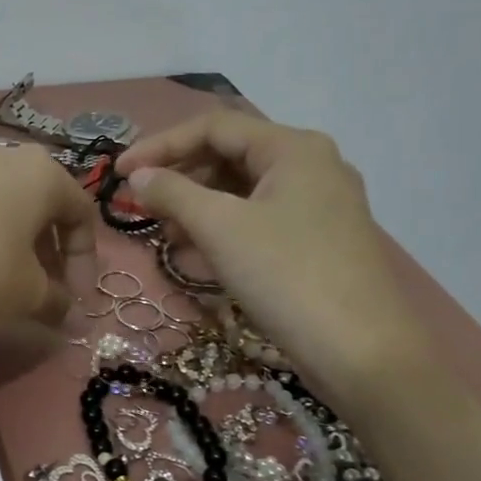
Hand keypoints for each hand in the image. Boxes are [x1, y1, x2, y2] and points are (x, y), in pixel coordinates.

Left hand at [0, 141, 96, 340]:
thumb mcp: (27, 296)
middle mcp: (0, 155)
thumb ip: (58, 302)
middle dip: (50, 253)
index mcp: (39, 170)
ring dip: (15, 244)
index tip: (76, 301)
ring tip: (8, 285)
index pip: (81, 213)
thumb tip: (71, 317)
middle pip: (40, 205)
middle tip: (46, 294)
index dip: (85, 262)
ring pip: (2, 205)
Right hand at [115, 111, 429, 407]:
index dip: (160, 145)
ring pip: (243, 191)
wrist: (362, 353)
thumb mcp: (220, 228)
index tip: (119, 172)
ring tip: (165, 235)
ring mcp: (319, 205)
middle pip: (230, 156)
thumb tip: (137, 176)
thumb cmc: (286, 275)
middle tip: (141, 206)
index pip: (214, 127)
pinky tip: (197, 256)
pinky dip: (223, 230)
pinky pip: (259, 220)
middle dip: (180, 178)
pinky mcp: (318, 241)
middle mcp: (311, 166)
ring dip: (197, 207)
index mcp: (293, 148)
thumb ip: (172, 193)